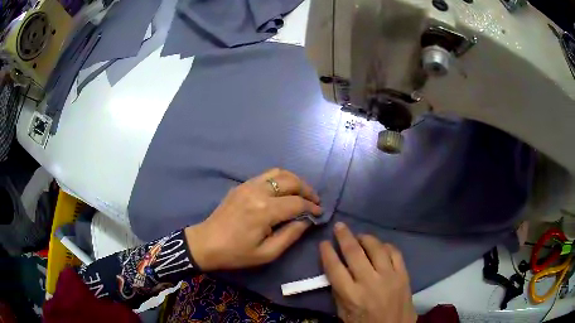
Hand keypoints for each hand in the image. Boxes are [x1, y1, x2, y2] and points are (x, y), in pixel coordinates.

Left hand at [185, 168, 321, 270]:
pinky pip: (266, 175)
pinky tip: (282, 191)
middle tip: (314, 201)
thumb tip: (306, 221)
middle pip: (291, 181)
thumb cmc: (236, 253)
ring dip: (294, 181)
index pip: (297, 203)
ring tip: (301, 193)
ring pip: (278, 173)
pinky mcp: (241, 185)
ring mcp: (248, 185)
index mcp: (265, 211)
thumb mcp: (267, 253)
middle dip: (307, 189)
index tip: (319, 213)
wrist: (206, 243)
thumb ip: (290, 235)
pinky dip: (280, 179)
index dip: (312, 207)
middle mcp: (258, 192)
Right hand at [320, 222, 416, 322]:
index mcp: (351, 295)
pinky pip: (395, 253)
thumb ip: (339, 292)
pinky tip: (380, 246)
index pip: (335, 268)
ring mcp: (389, 276)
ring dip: (366, 238)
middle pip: (354, 253)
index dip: (327, 253)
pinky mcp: (403, 275)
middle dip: (344, 236)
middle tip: (339, 226)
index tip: (324, 243)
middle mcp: (369, 282)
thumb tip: (335, 270)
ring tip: (360, 236)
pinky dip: (386, 246)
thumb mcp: (344, 314)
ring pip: (376, 248)